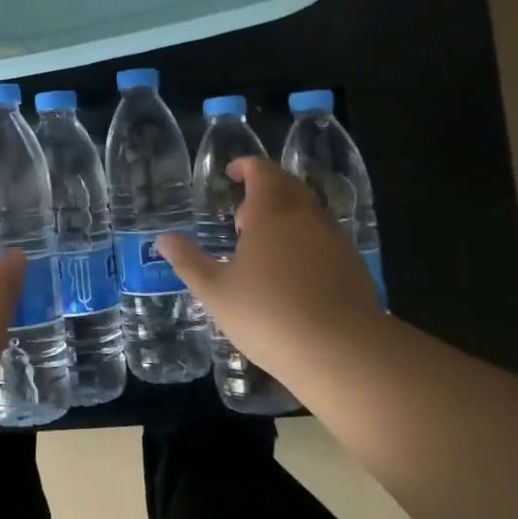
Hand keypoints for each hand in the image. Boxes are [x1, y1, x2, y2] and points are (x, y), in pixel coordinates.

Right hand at [156, 158, 376, 383]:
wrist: (342, 351)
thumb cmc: (268, 314)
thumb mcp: (215, 291)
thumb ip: (188, 261)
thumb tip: (163, 239)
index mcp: (272, 211)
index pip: (262, 170)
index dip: (246, 166)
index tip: (231, 174)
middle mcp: (306, 215)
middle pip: (288, 185)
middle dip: (264, 191)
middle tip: (243, 217)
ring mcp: (335, 240)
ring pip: (309, 212)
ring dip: (285, 218)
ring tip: (264, 249)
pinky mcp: (354, 266)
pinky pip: (325, 238)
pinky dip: (305, 242)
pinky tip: (293, 275)